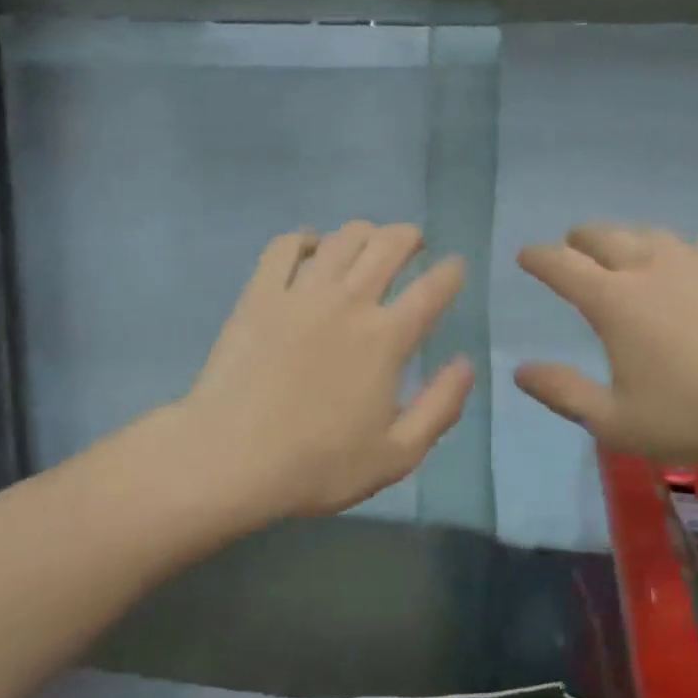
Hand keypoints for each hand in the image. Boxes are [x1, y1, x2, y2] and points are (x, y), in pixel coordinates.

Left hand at [182, 221, 472, 519]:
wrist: (231, 460)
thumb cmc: (319, 466)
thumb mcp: (398, 455)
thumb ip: (441, 407)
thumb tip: (466, 364)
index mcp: (387, 339)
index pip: (432, 289)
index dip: (451, 272)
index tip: (455, 268)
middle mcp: (349, 302)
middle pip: (388, 246)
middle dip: (410, 237)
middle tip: (414, 245)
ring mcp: (300, 293)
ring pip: (342, 238)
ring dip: (365, 232)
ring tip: (369, 241)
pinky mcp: (259, 295)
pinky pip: (284, 247)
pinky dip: (304, 238)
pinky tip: (312, 247)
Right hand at [515, 225, 697, 470]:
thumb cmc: (693, 415)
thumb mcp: (615, 422)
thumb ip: (563, 393)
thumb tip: (521, 371)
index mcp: (612, 300)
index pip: (560, 265)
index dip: (537, 257)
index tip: (526, 256)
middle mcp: (648, 267)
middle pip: (602, 234)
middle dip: (579, 239)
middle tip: (573, 249)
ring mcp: (696, 260)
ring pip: (650, 234)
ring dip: (628, 241)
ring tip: (627, 256)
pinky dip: (681, 252)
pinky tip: (691, 267)